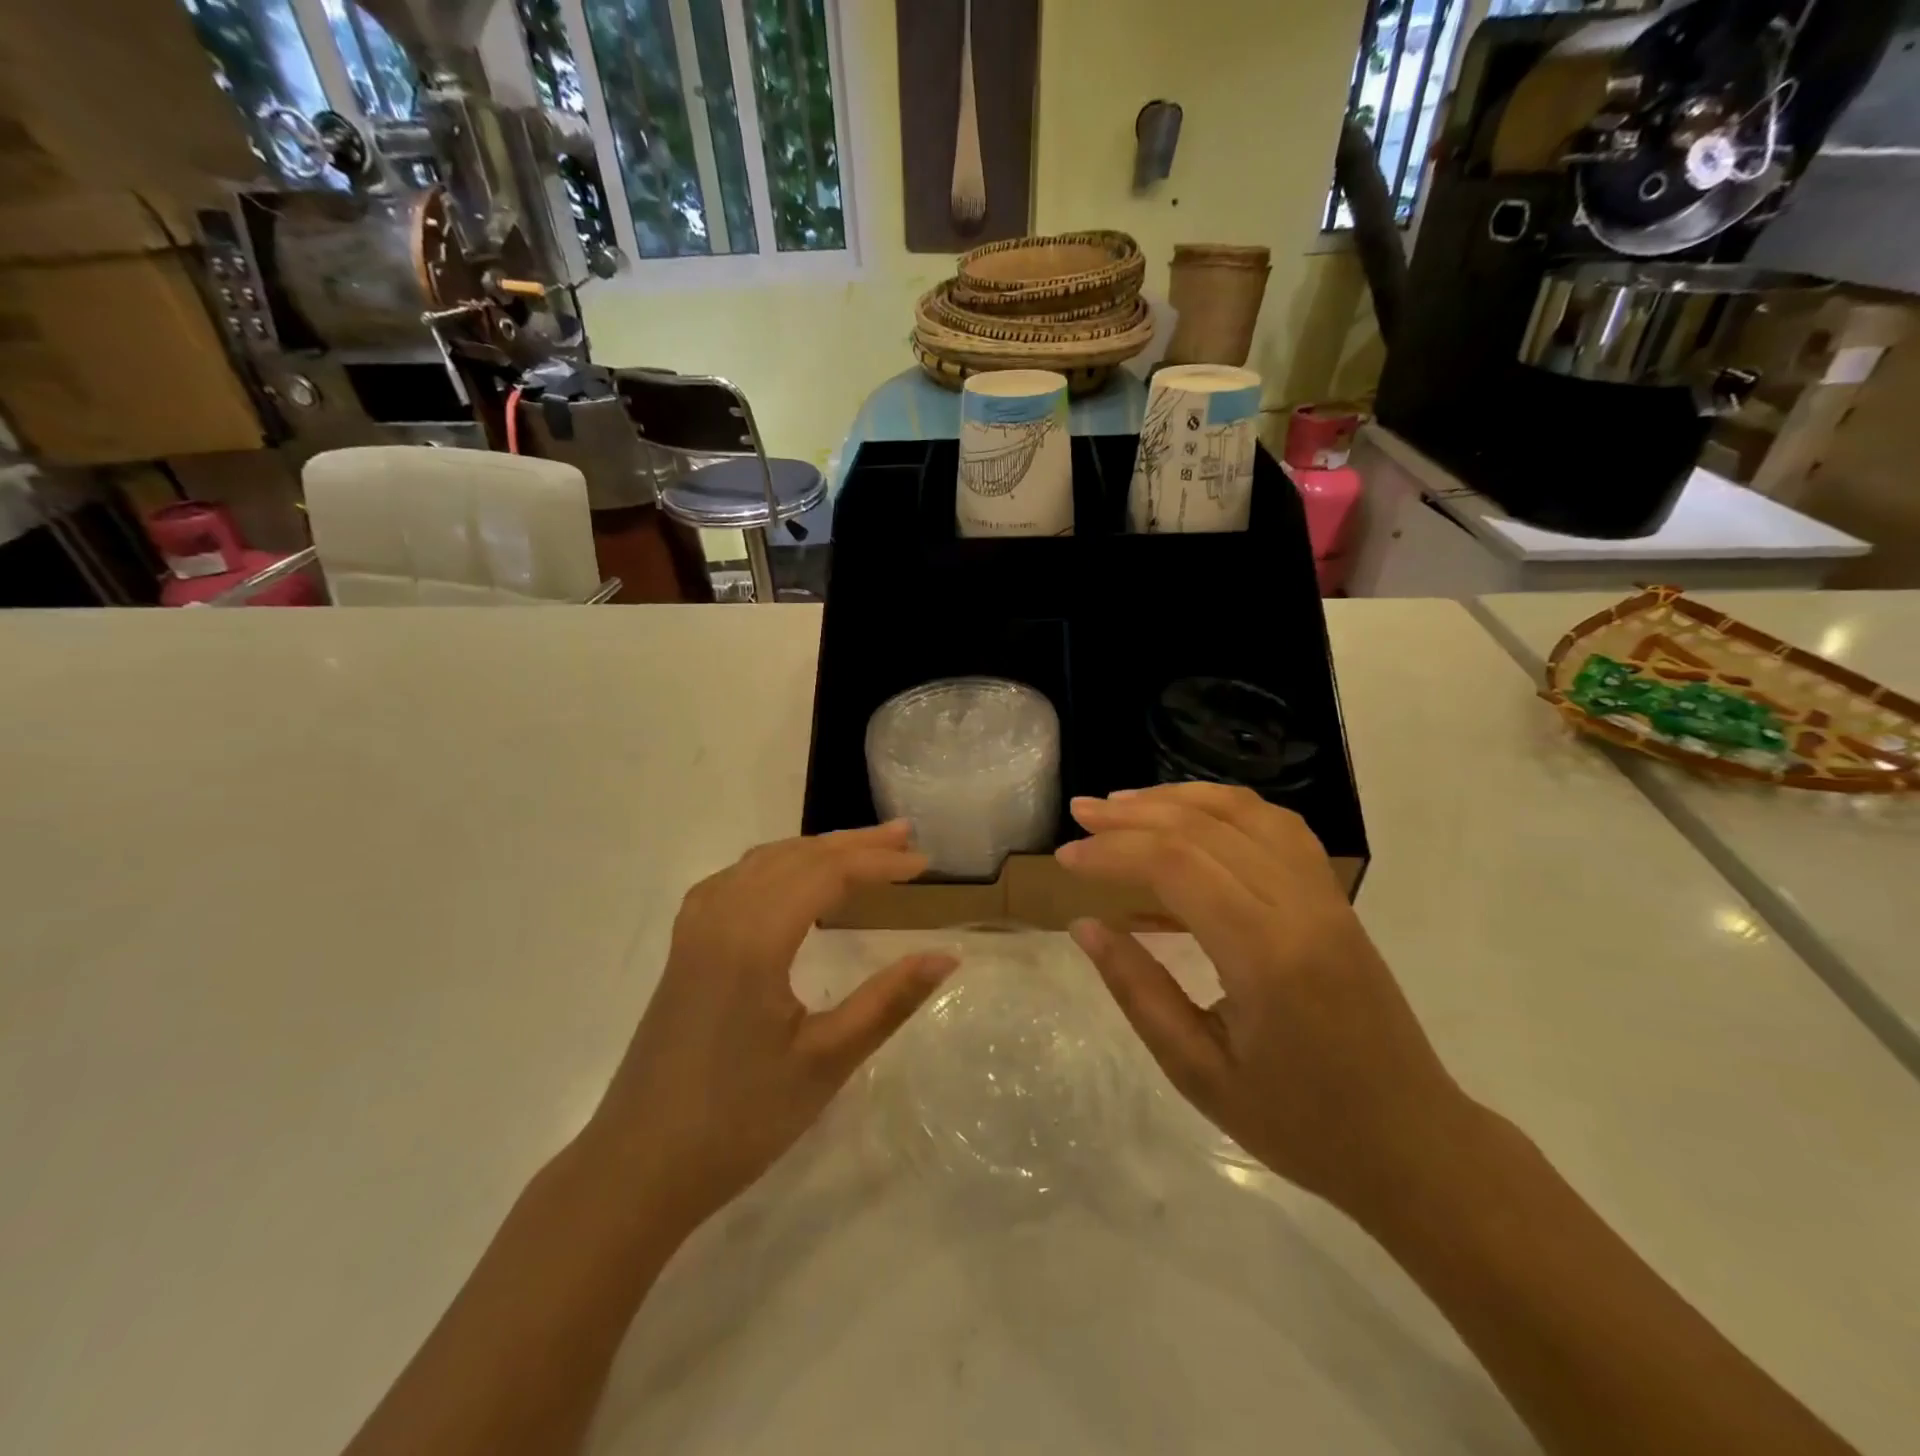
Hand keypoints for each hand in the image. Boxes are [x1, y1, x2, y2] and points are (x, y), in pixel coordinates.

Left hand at [585, 822, 956, 1236]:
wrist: (639, 1167)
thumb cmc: (739, 1120)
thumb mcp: (825, 1061)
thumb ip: (889, 1001)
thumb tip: (947, 956)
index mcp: (753, 938)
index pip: (827, 874)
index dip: (880, 863)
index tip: (925, 862)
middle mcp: (720, 915)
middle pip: (796, 856)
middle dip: (854, 844)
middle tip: (905, 836)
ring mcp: (695, 928)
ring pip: (764, 862)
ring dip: (817, 850)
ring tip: (862, 850)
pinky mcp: (685, 947)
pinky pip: (736, 880)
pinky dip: (778, 866)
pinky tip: (792, 881)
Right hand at [1057, 784, 1477, 1220]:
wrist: (1413, 1144)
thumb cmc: (1301, 1125)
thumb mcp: (1199, 1073)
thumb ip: (1138, 991)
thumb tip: (1084, 927)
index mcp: (1265, 956)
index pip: (1176, 866)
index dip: (1113, 851)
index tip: (1065, 856)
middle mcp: (1300, 907)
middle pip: (1205, 828)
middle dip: (1133, 815)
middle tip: (1080, 812)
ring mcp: (1325, 896)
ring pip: (1245, 812)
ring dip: (1178, 798)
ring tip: (1125, 804)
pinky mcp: (1335, 898)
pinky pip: (1277, 827)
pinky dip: (1225, 808)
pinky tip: (1192, 817)